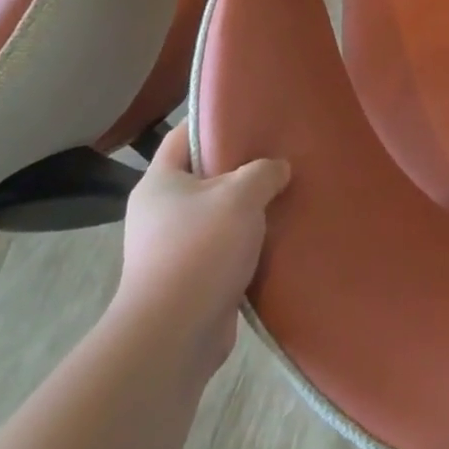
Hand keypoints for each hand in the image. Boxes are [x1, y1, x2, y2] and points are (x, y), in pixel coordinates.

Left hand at [110, 122, 290, 379]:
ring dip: (250, 208)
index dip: (213, 120)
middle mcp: (160, 212)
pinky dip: (250, 241)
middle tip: (281, 151)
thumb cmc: (200, 249)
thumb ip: (264, 171)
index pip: (182, 136)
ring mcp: (173, 249)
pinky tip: (282, 233)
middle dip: (242, 166)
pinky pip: (226, 248)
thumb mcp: (241, 195)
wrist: (174, 335)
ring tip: (288, 191)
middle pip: (205, 175)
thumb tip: (278, 169)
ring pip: (219, 213)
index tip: (250, 112)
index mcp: (159, 183)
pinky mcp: (192, 279)